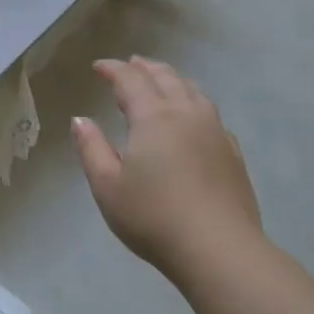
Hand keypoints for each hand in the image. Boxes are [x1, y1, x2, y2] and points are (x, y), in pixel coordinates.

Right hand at [71, 57, 262, 277]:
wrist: (218, 249)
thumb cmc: (152, 217)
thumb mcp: (107, 185)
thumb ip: (91, 148)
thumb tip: (81, 120)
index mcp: (154, 118)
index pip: (131, 81)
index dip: (113, 69)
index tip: (98, 66)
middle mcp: (187, 114)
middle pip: (166, 78)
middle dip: (144, 68)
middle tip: (129, 64)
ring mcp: (215, 132)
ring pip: (193, 91)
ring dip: (172, 79)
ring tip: (160, 80)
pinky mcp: (232, 152)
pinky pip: (210, 113)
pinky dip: (193, 102)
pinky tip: (190, 116)